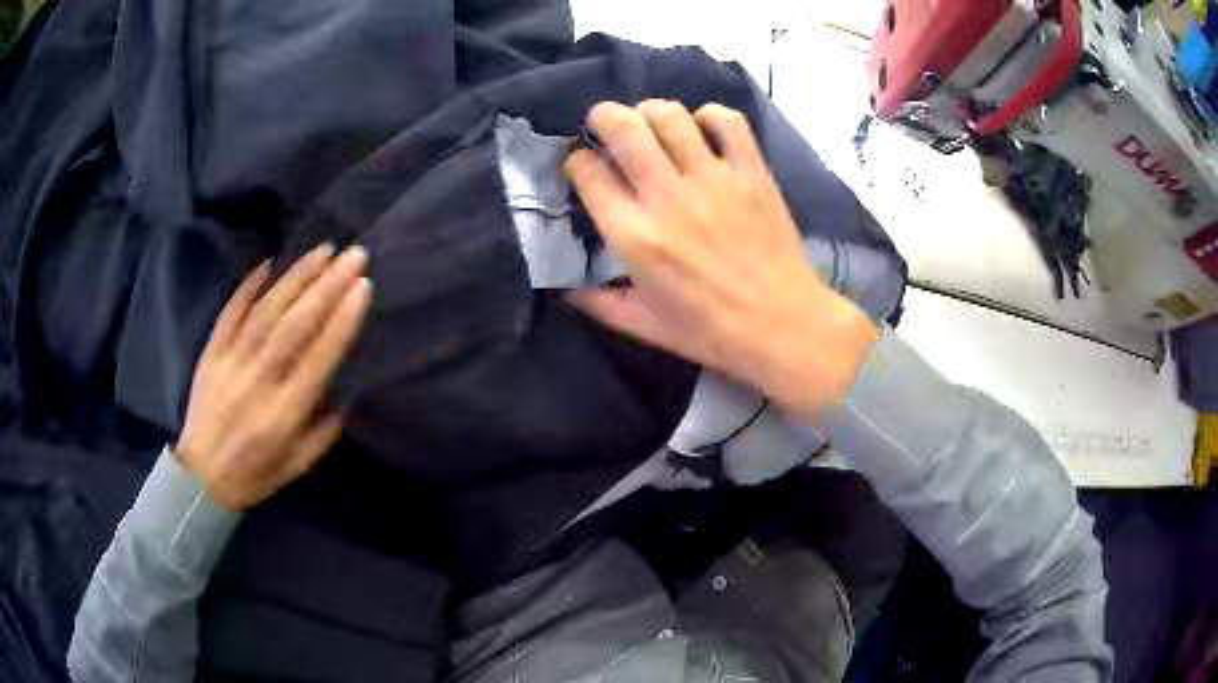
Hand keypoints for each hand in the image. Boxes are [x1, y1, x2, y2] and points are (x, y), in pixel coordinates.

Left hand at [175, 245, 372, 510]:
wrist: (201, 477)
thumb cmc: (256, 474)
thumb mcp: (299, 464)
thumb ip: (325, 428)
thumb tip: (347, 386)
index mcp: (283, 415)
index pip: (318, 359)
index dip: (342, 321)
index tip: (363, 288)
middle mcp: (257, 382)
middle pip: (294, 326)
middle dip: (327, 287)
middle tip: (354, 256)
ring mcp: (230, 362)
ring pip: (266, 311)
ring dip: (296, 277)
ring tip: (324, 250)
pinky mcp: (211, 352)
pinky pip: (231, 311)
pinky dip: (249, 285)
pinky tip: (270, 262)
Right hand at [565, 100, 878, 417]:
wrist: (784, 327)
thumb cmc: (711, 332)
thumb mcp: (644, 326)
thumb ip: (598, 303)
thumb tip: (564, 288)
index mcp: (634, 237)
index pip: (588, 172)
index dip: (578, 162)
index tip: (585, 167)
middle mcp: (668, 198)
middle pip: (624, 127)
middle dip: (604, 116)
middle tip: (607, 126)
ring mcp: (714, 180)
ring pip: (670, 115)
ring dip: (651, 111)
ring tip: (652, 125)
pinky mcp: (752, 173)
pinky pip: (728, 122)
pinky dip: (710, 116)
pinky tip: (703, 129)